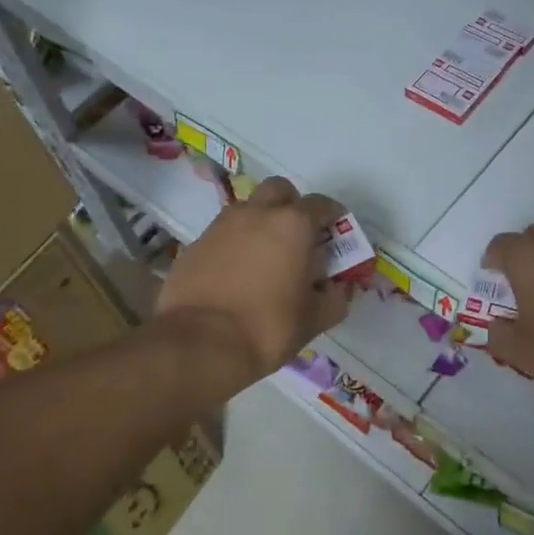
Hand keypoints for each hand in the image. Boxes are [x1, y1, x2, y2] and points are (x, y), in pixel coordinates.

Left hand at [157, 176, 352, 386]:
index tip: (336, 232)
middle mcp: (257, 213)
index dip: (332, 216)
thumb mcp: (314, 319)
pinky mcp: (194, 244)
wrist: (200, 344)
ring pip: (247, 208)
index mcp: (293, 225)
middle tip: (298, 235)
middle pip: (279, 190)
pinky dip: (233, 245)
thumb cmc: (267, 327)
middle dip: (291, 205)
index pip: (321, 204)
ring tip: (265, 256)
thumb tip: (338, 290)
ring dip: (260, 222)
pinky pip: (222, 234)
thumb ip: (334, 299)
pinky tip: (235, 274)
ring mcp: (221, 226)